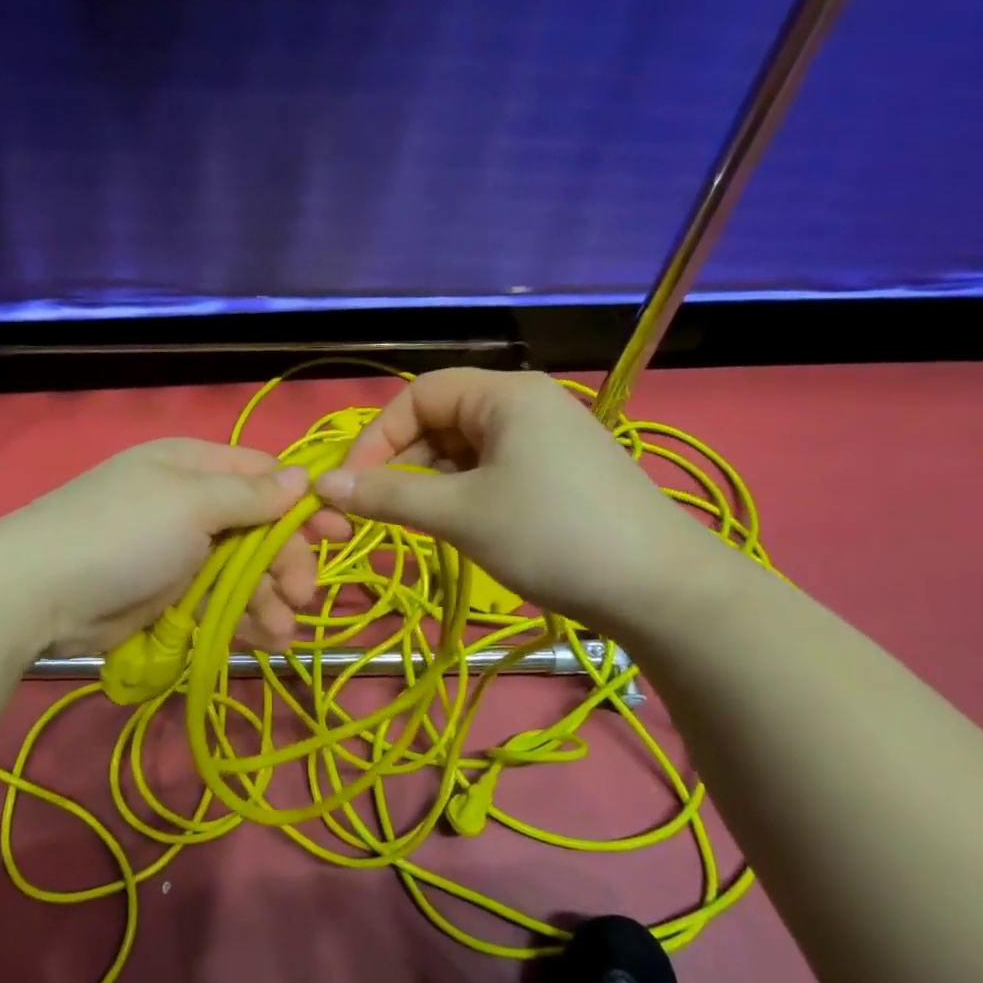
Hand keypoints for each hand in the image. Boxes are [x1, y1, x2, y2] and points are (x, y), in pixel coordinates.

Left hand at [0, 439, 317, 656]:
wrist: (39, 593)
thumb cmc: (124, 532)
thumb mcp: (192, 503)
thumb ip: (251, 495)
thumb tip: (302, 476)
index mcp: (194, 467)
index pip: (263, 476)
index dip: (302, 502)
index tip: (339, 531)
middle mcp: (190, 504)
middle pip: (259, 529)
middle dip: (286, 562)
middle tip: (304, 595)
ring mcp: (178, 553)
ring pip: (243, 571)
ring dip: (269, 598)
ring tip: (282, 630)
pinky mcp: (169, 596)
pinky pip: (219, 603)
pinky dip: (243, 619)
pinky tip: (264, 639)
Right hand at [313, 368, 735, 635]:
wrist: (659, 589)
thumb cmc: (551, 535)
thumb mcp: (460, 514)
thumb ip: (387, 496)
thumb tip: (323, 485)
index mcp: (505, 394)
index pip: (419, 395)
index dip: (377, 437)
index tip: (351, 486)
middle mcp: (526, 404)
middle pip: (441, 420)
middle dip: (402, 462)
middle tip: (380, 510)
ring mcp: (548, 438)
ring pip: (465, 449)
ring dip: (431, 482)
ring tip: (418, 523)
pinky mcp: (560, 472)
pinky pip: (493, 469)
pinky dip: (464, 492)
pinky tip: (460, 525)